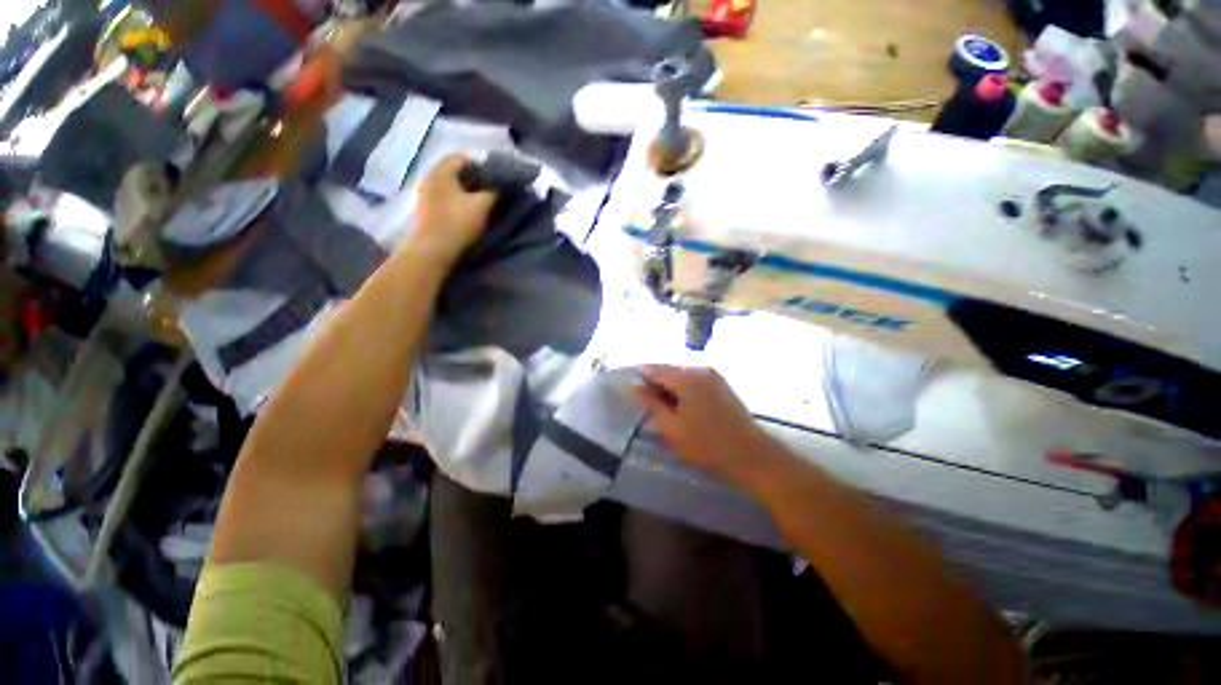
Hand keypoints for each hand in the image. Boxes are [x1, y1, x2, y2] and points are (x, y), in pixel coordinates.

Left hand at [405, 155, 497, 266]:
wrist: (431, 251)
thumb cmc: (457, 223)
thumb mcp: (482, 205)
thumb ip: (494, 191)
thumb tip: (502, 184)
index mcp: (441, 170)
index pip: (464, 158)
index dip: (482, 167)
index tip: (496, 181)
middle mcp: (430, 176)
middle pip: (456, 171)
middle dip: (476, 180)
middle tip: (492, 192)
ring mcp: (426, 193)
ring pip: (451, 185)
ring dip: (468, 192)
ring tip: (483, 204)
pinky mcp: (427, 209)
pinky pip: (446, 197)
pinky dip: (459, 200)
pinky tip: (468, 213)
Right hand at [628, 365, 786, 489]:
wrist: (753, 456)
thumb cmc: (708, 446)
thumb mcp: (672, 428)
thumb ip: (650, 404)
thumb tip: (631, 387)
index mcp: (686, 378)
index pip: (653, 369)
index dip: (637, 376)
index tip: (624, 385)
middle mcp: (699, 369)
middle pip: (667, 370)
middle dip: (652, 383)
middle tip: (641, 402)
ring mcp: (713, 376)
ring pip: (680, 376)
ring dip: (667, 387)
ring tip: (658, 407)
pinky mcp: (721, 384)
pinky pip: (693, 380)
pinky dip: (681, 390)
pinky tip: (679, 406)